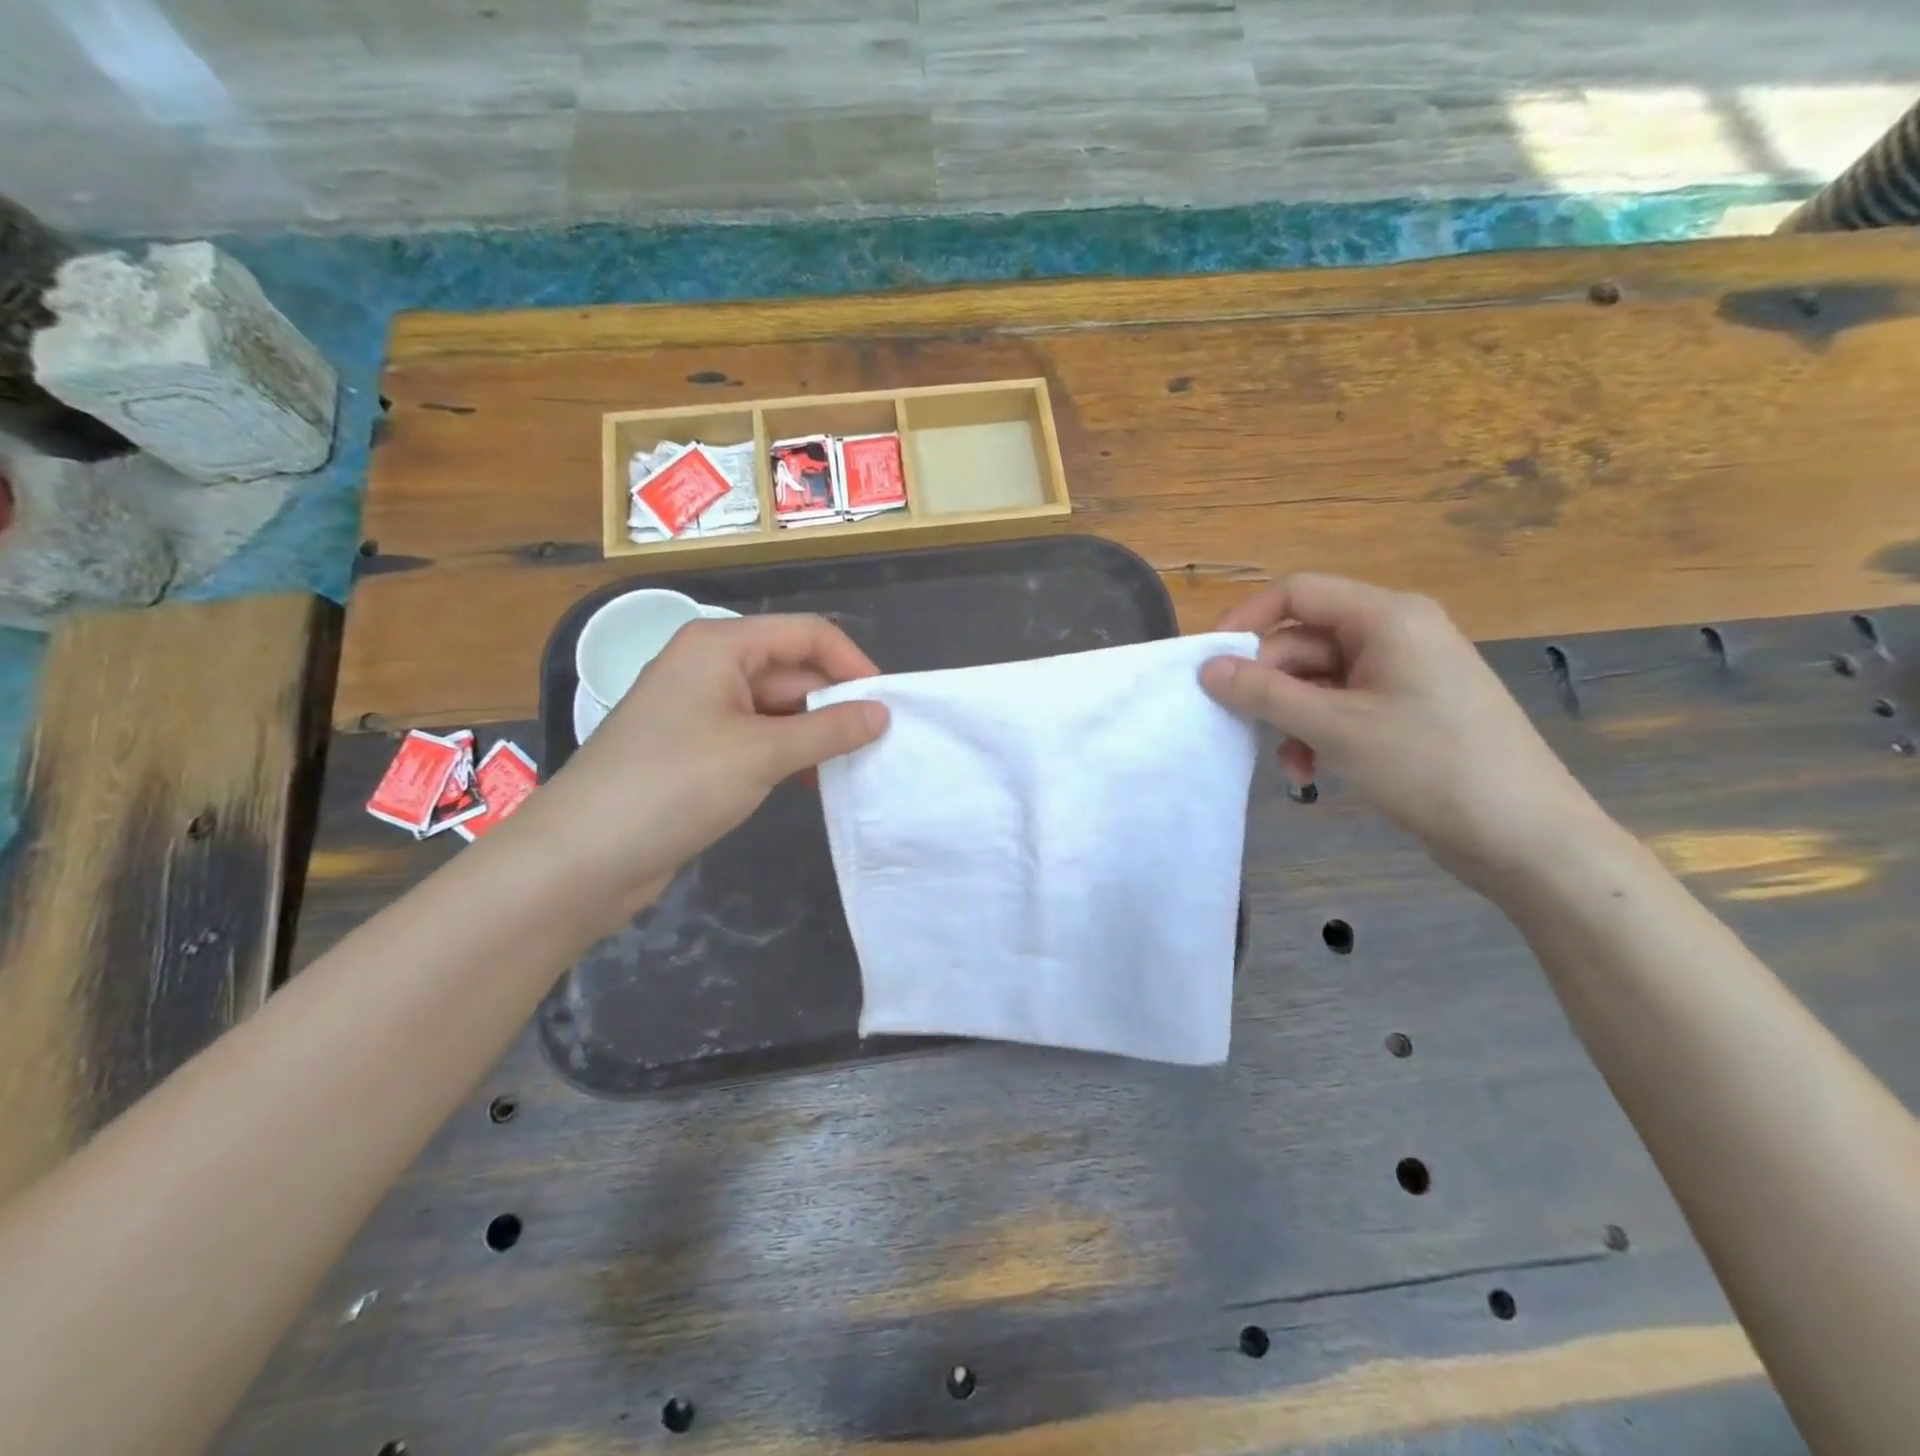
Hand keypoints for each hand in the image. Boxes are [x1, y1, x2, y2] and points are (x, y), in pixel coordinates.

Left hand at [513, 614, 887, 913]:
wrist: (583, 856)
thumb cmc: (674, 785)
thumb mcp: (761, 754)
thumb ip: (828, 730)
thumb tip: (882, 713)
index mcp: (720, 646)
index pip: (806, 634)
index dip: (852, 663)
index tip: (888, 704)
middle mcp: (711, 667)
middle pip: (792, 670)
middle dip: (836, 702)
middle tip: (880, 742)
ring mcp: (701, 710)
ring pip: (777, 708)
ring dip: (815, 733)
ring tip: (856, 764)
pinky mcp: (697, 750)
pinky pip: (757, 738)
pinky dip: (788, 754)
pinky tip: (813, 780)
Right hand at [1199, 574, 1606, 892]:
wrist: (1526, 836)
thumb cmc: (1431, 766)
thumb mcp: (1336, 727)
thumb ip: (1265, 693)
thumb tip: (1207, 668)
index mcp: (1387, 617)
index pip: (1298, 593)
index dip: (1247, 621)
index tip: (1210, 663)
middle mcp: (1396, 633)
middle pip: (1305, 640)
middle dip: (1271, 685)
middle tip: (1243, 726)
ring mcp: (1404, 673)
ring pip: (1320, 679)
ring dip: (1292, 718)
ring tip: (1289, 766)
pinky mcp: (1408, 710)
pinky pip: (1343, 705)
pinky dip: (1318, 733)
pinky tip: (1312, 771)